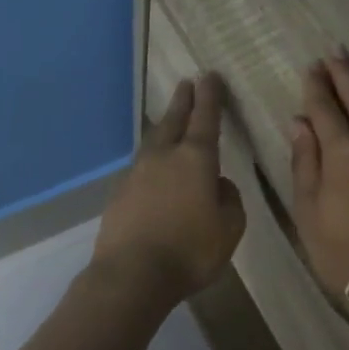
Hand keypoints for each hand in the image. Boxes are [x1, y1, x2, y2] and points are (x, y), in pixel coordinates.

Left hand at [93, 74, 246, 302]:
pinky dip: (151, 161)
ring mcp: (136, 174)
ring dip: (164, 127)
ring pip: (153, 142)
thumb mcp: (229, 228)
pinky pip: (140, 168)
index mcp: (196, 159)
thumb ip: (229, 200)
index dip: (210, 97)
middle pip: (173, 121)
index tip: (211, 76)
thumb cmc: (190, 251)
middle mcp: (163, 157)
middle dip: (183, 101)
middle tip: (187, 83)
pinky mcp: (119, 193)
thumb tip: (219, 184)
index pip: (206, 118)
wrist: (132, 274)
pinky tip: (153, 170)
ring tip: (170, 121)